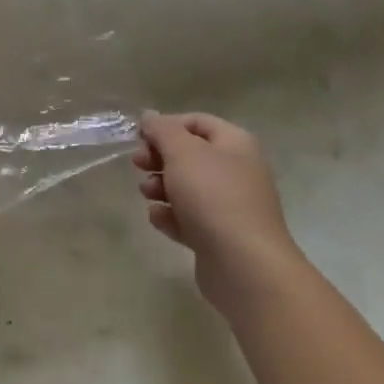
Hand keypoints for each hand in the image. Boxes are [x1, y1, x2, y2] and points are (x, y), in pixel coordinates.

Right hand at [136, 112, 302, 312]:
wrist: (244, 265)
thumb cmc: (213, 196)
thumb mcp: (182, 152)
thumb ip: (162, 130)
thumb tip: (150, 117)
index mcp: (235, 144)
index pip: (196, 122)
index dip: (166, 125)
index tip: (140, 137)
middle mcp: (236, 171)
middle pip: (189, 155)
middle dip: (159, 158)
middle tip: (138, 165)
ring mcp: (229, 206)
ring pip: (186, 187)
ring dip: (160, 187)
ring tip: (148, 195)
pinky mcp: (219, 236)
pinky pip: (188, 218)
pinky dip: (171, 216)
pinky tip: (160, 220)